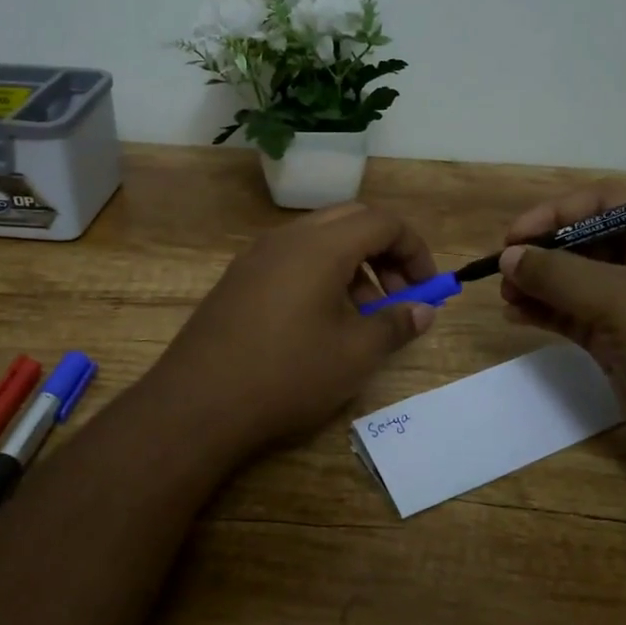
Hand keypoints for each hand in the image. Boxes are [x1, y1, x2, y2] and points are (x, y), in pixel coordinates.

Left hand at [144, 203, 439, 464]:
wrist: (198, 403)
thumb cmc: (287, 374)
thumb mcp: (354, 354)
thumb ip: (396, 324)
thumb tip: (423, 310)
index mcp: (321, 246)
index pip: (382, 222)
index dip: (414, 249)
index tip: (426, 287)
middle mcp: (287, 238)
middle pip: (350, 221)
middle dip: (384, 252)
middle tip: (397, 295)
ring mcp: (257, 256)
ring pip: (319, 240)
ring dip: (352, 266)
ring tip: (362, 316)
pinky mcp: (238, 279)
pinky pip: (291, 259)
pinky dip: (321, 275)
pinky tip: (320, 322)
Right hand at [499, 183, 625, 487]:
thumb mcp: (620, 301)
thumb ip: (559, 273)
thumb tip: (508, 256)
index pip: (602, 204)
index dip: (555, 214)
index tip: (514, 237)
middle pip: (585, 242)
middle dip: (542, 252)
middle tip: (503, 270)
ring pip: (575, 281)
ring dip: (539, 284)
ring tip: (505, 296)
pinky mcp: (621, 342)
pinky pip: (574, 315)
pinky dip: (546, 312)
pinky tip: (516, 315)